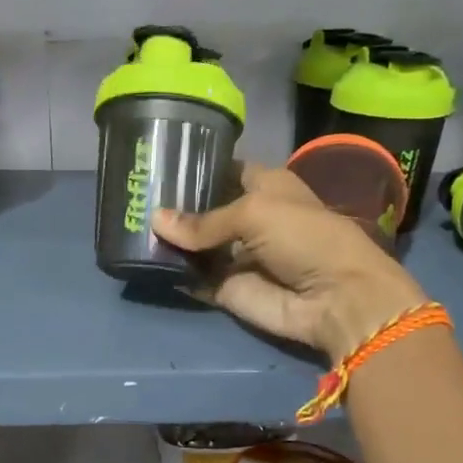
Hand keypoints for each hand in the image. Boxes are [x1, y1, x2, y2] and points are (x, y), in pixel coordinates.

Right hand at [152, 163, 428, 360]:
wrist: (334, 298)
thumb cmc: (305, 238)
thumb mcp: (254, 213)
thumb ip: (203, 220)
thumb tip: (155, 220)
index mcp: (265, 187)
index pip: (223, 171)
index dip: (196, 168)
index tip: (158, 164)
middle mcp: (248, 218)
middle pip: (203, 209)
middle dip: (173, 205)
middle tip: (133, 196)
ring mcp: (235, 255)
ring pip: (194, 245)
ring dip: (168, 239)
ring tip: (128, 224)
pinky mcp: (225, 288)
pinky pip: (193, 277)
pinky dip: (172, 272)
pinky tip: (140, 259)